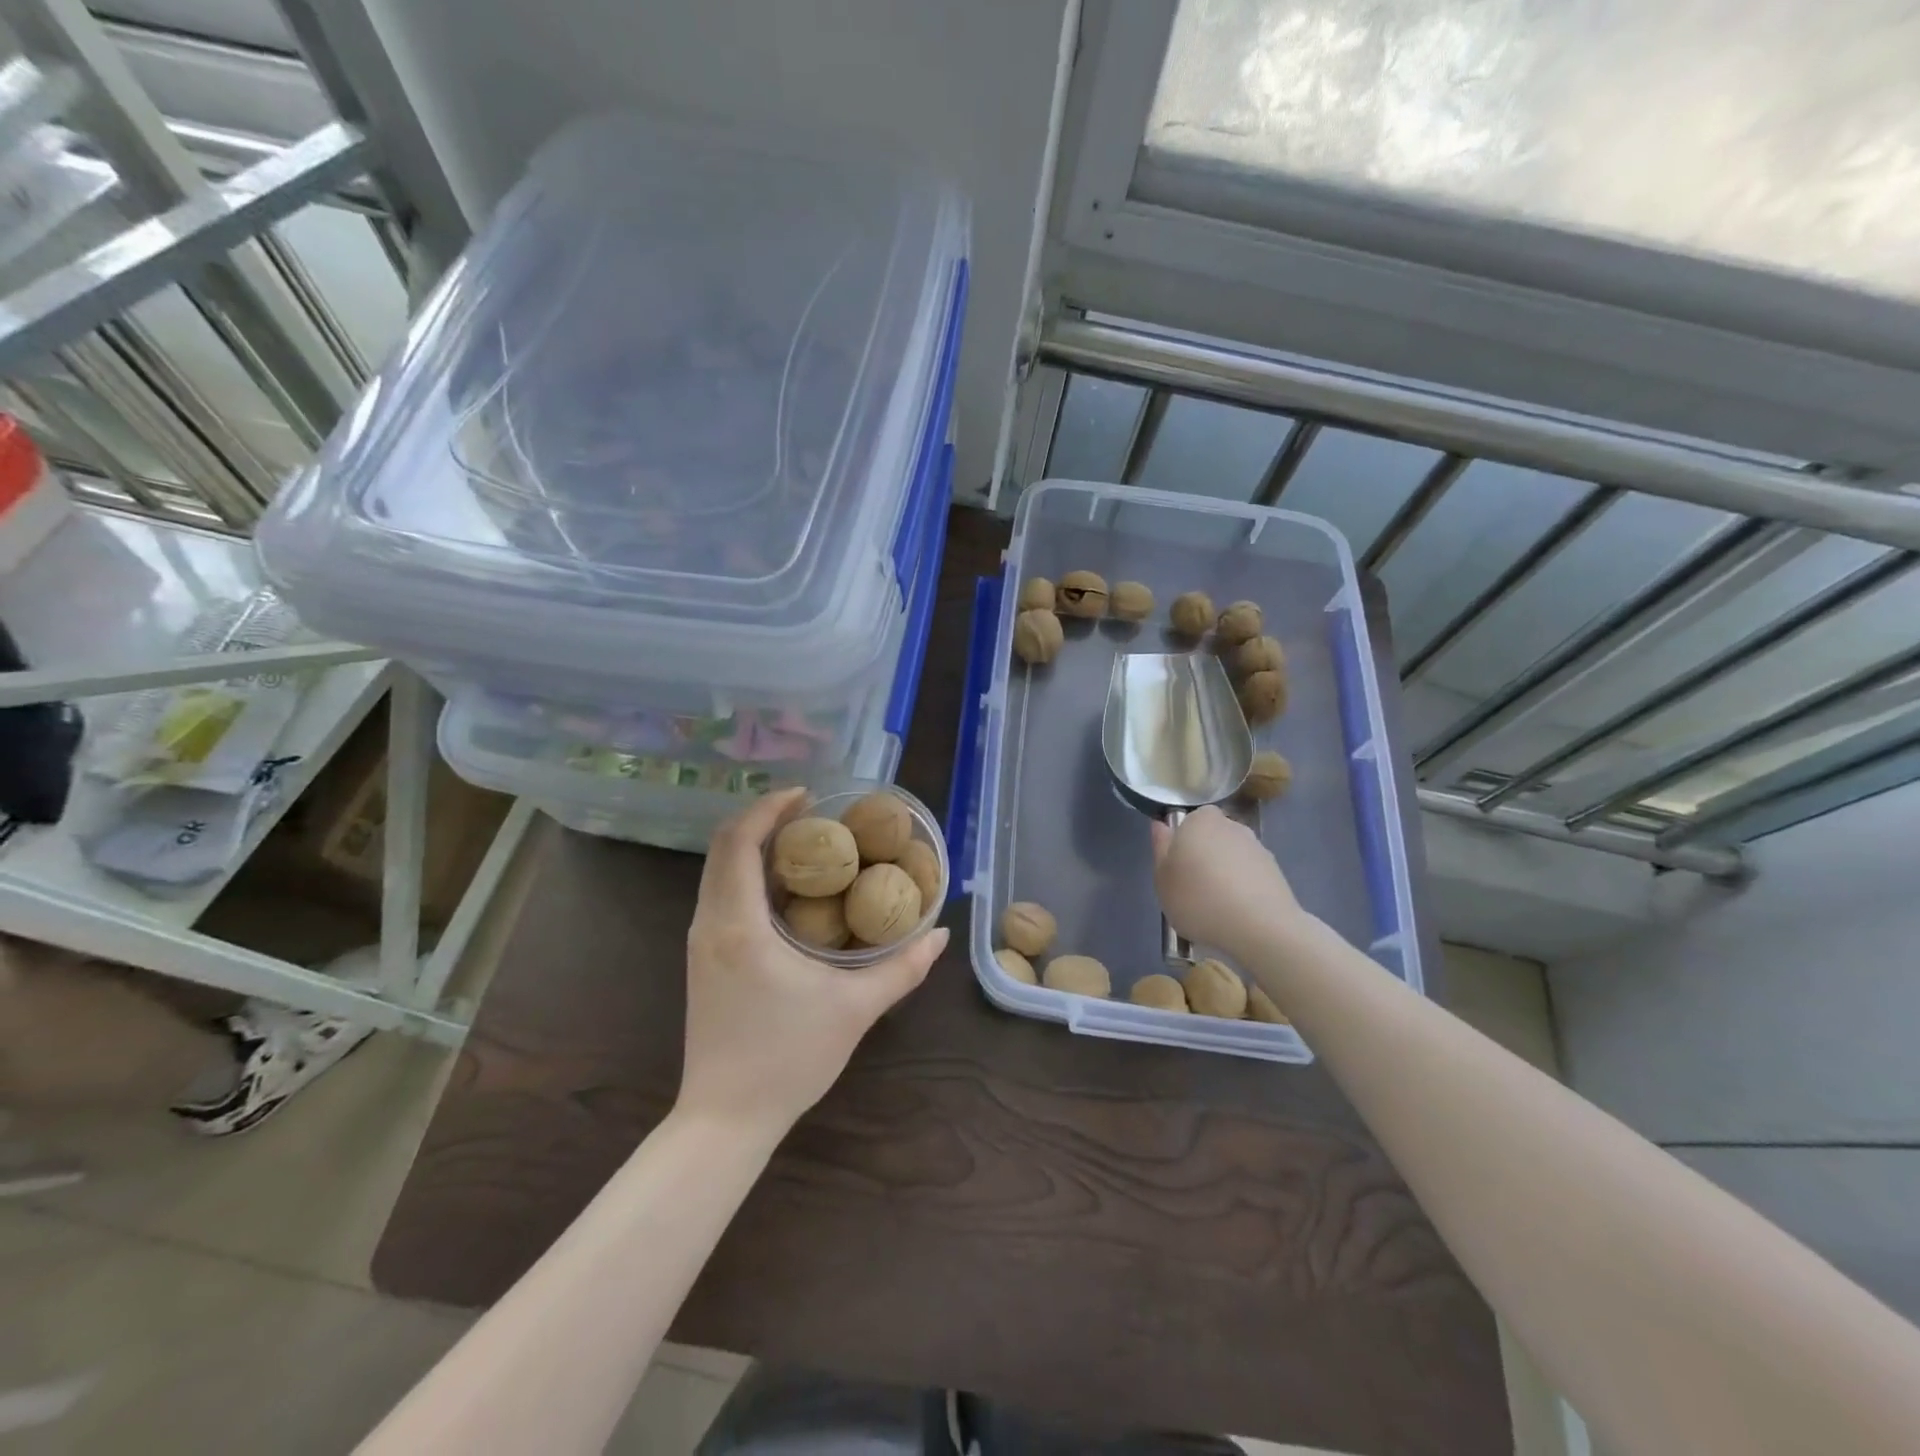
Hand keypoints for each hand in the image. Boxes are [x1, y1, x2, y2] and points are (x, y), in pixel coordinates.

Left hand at [679, 787, 947, 1137]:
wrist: (725, 1120)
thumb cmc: (788, 1058)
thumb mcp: (855, 1009)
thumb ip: (903, 969)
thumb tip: (940, 935)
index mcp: (738, 925)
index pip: (740, 843)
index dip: (769, 808)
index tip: (807, 794)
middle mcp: (710, 924)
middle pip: (723, 847)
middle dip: (762, 819)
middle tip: (811, 813)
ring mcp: (700, 942)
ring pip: (718, 871)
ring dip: (754, 846)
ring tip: (804, 844)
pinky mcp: (702, 959)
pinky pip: (720, 894)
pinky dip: (748, 874)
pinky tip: (787, 889)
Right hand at [1149, 806, 1310, 961]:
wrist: (1260, 927)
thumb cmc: (1198, 898)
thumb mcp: (1162, 878)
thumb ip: (1160, 848)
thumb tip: (1161, 825)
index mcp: (1200, 820)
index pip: (1187, 822)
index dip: (1180, 845)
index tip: (1177, 871)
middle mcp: (1231, 825)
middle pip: (1210, 838)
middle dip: (1203, 858)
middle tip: (1193, 890)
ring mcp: (1257, 847)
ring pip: (1231, 857)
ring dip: (1224, 874)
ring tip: (1216, 907)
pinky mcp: (1276, 871)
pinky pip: (1249, 875)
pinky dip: (1243, 889)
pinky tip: (1237, 913)